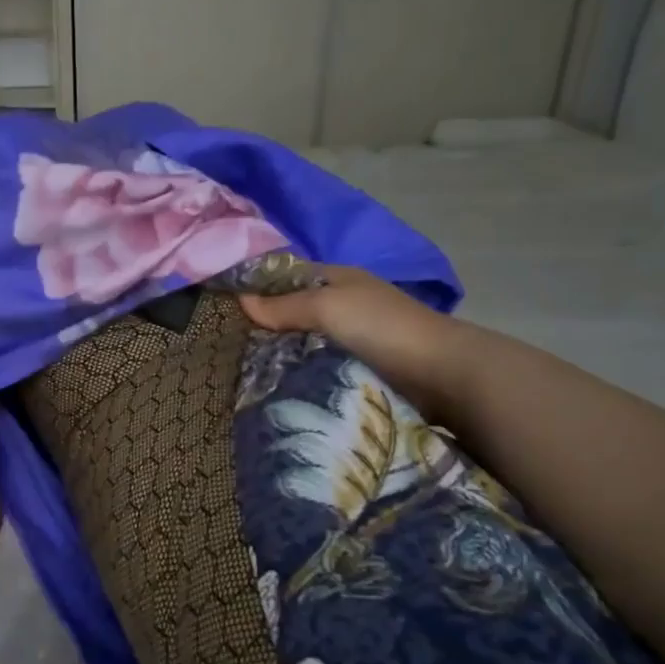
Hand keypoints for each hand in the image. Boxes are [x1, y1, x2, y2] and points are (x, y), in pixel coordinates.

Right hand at [238, 266, 461, 409]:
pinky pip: (319, 366)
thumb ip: (284, 305)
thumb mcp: (326, 306)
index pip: (287, 277)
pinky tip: (276, 386)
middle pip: (294, 311)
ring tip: (244, 371)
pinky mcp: (359, 368)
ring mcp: (353, 338)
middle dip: (266, 326)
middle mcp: (344, 303)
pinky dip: (301, 373)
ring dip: (283, 354)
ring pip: (305, 341)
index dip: (258, 288)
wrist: (440, 372)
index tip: (224, 309)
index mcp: (337, 278)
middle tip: (229, 347)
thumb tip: (240, 301)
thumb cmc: (380, 327)